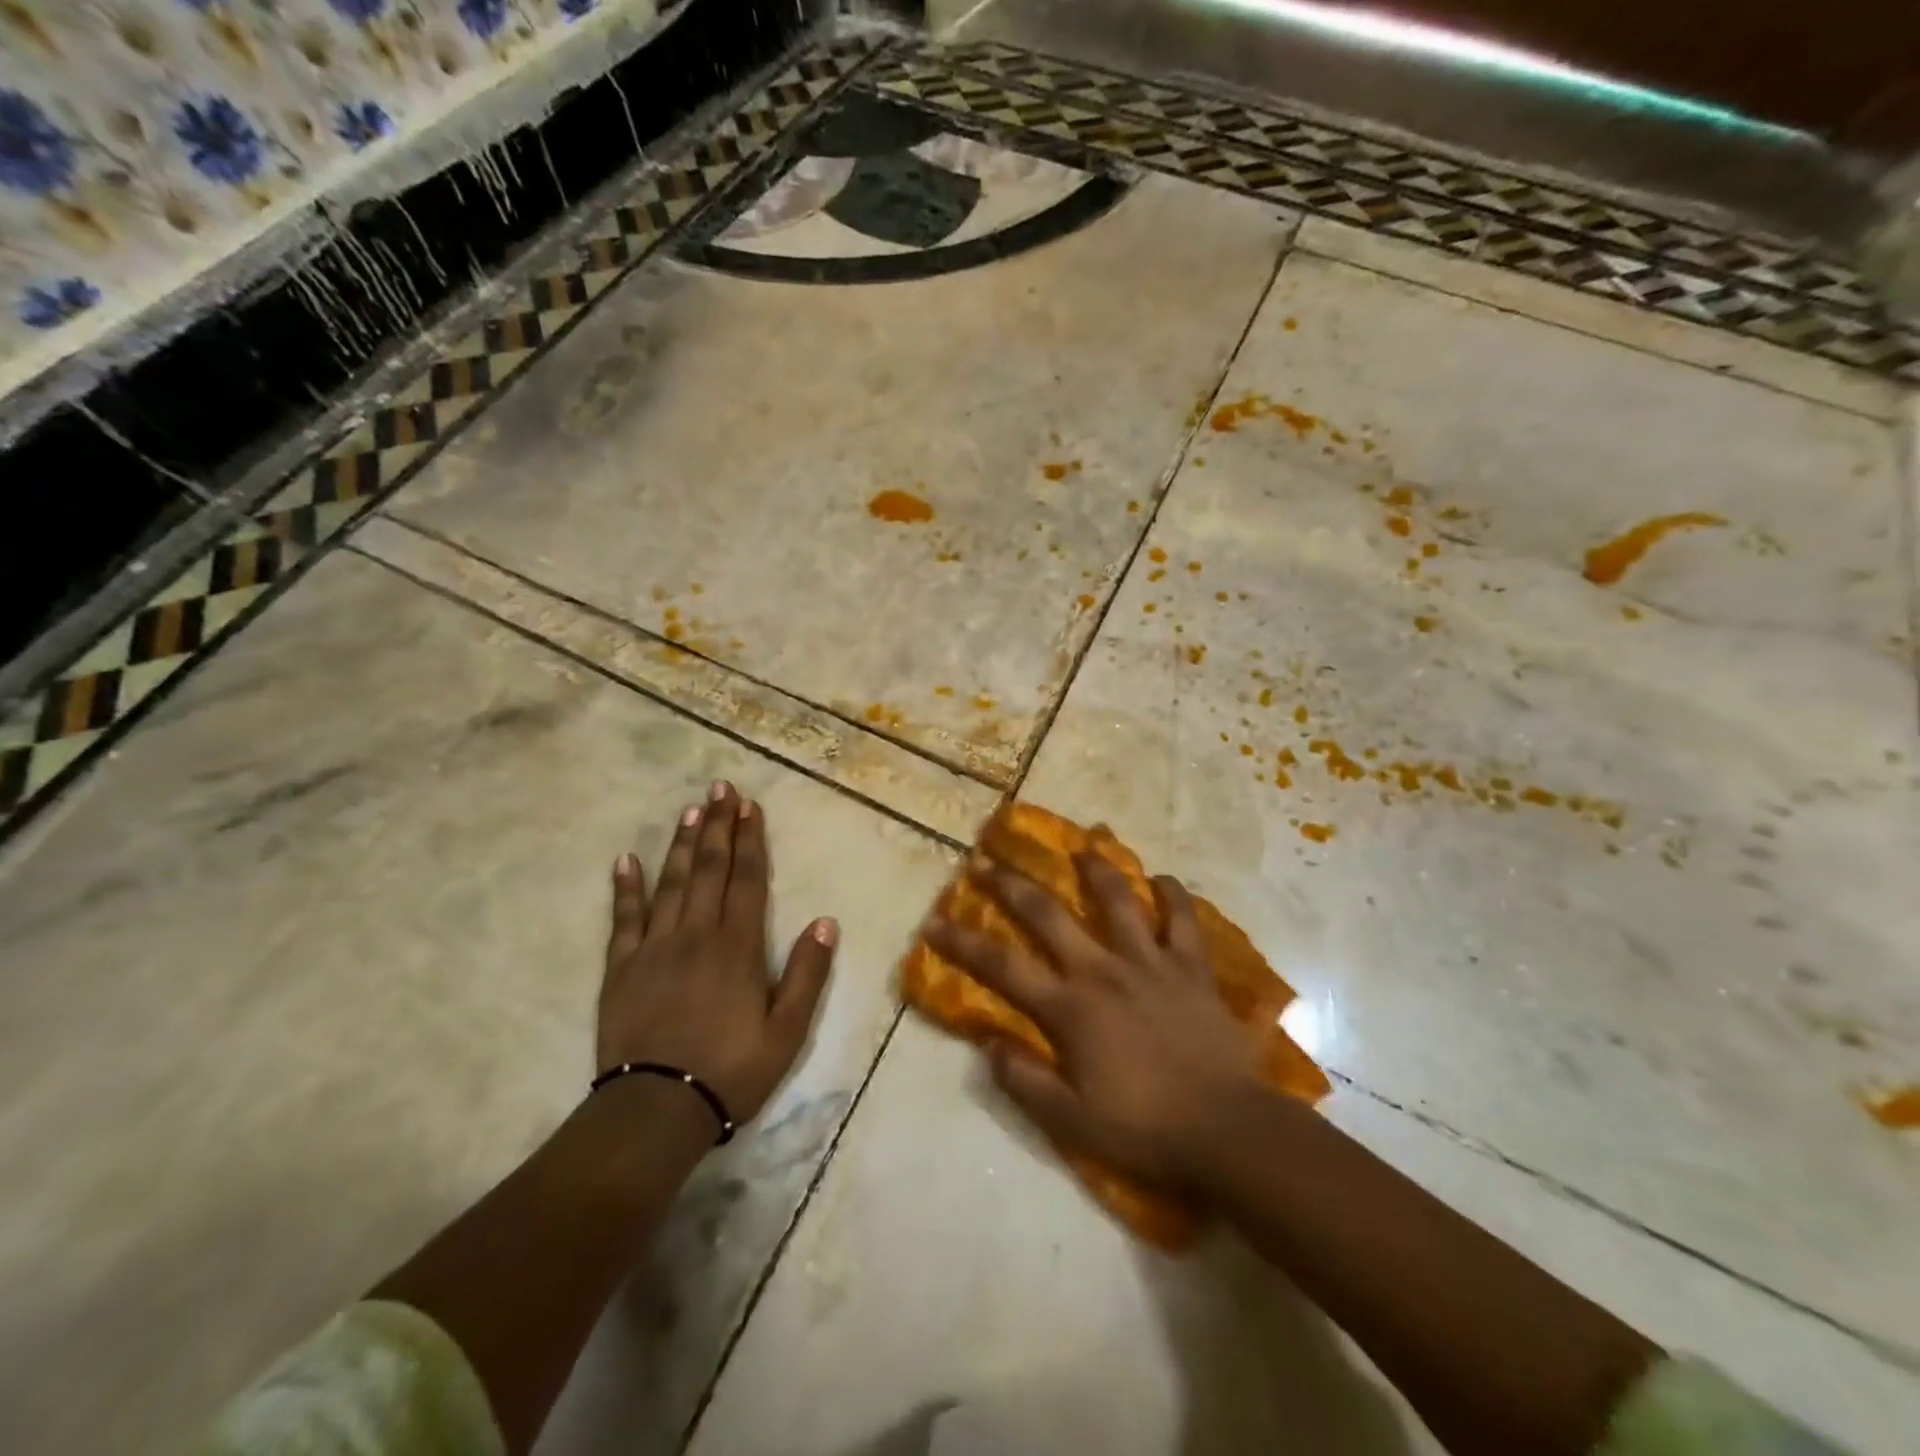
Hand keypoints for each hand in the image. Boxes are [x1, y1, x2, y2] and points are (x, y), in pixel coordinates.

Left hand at [599, 781, 837, 1129]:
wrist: (656, 1110)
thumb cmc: (731, 1070)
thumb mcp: (787, 1031)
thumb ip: (807, 973)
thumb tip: (826, 921)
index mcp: (737, 946)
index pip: (747, 879)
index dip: (750, 840)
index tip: (750, 806)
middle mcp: (696, 934)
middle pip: (709, 869)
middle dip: (718, 825)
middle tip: (721, 787)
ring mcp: (654, 948)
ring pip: (671, 883)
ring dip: (682, 844)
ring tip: (690, 810)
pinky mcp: (621, 968)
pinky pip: (624, 919)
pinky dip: (626, 888)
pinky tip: (626, 859)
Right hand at [925, 853, 1261, 1190]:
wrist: (1228, 1130)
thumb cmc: (1145, 1128)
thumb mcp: (1072, 1122)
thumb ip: (1025, 1081)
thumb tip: (989, 1044)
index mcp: (1071, 1008)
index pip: (1003, 966)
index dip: (964, 942)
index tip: (934, 921)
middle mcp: (1104, 970)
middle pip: (1049, 914)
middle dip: (1011, 885)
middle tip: (987, 860)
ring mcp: (1151, 963)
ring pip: (1118, 900)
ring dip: (1097, 869)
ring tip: (1083, 846)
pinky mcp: (1192, 968)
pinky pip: (1184, 920)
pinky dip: (1173, 896)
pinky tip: (1163, 880)